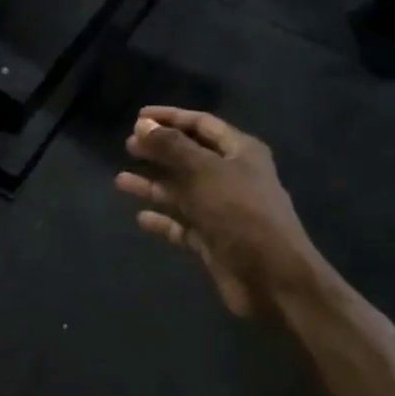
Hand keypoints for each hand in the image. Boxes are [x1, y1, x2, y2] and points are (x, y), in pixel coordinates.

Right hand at [116, 107, 325, 317]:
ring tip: (121, 181)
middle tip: (128, 146)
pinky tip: (141, 217)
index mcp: (240, 151)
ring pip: (181, 191)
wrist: (273, 278)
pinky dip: (163, 220)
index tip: (138, 117)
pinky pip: (182, 224)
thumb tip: (142, 125)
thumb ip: (172, 146)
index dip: (170, 118)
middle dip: (159, 150)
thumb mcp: (204, 171)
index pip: (201, 124)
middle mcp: (232, 176)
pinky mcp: (213, 239)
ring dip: (153, 184)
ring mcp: (222, 209)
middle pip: (189, 156)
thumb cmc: (241, 212)